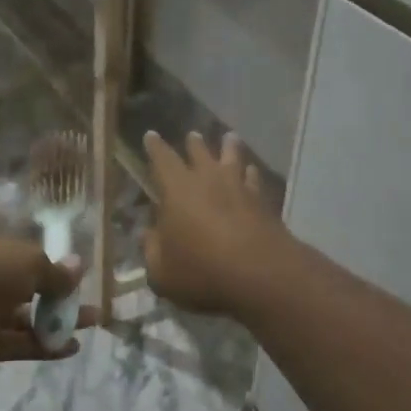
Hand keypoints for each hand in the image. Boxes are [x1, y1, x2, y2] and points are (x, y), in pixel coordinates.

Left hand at [0, 228, 98, 370]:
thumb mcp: (30, 260)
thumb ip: (55, 270)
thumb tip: (78, 267)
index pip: (17, 250)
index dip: (46, 260)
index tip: (73, 271)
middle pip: (23, 285)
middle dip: (57, 293)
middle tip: (87, 299)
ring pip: (22, 316)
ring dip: (56, 320)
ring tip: (91, 323)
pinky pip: (16, 342)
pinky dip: (43, 345)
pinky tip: (71, 348)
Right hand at [142, 131, 285, 316]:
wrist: (261, 275)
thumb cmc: (202, 271)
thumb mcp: (162, 271)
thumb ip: (152, 249)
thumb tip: (146, 233)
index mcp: (177, 190)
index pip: (162, 160)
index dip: (155, 147)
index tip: (151, 135)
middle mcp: (208, 180)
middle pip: (200, 153)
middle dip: (193, 144)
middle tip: (192, 135)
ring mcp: (239, 188)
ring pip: (233, 159)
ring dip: (229, 148)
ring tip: (230, 137)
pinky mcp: (263, 203)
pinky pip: (254, 180)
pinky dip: (250, 173)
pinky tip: (252, 171)